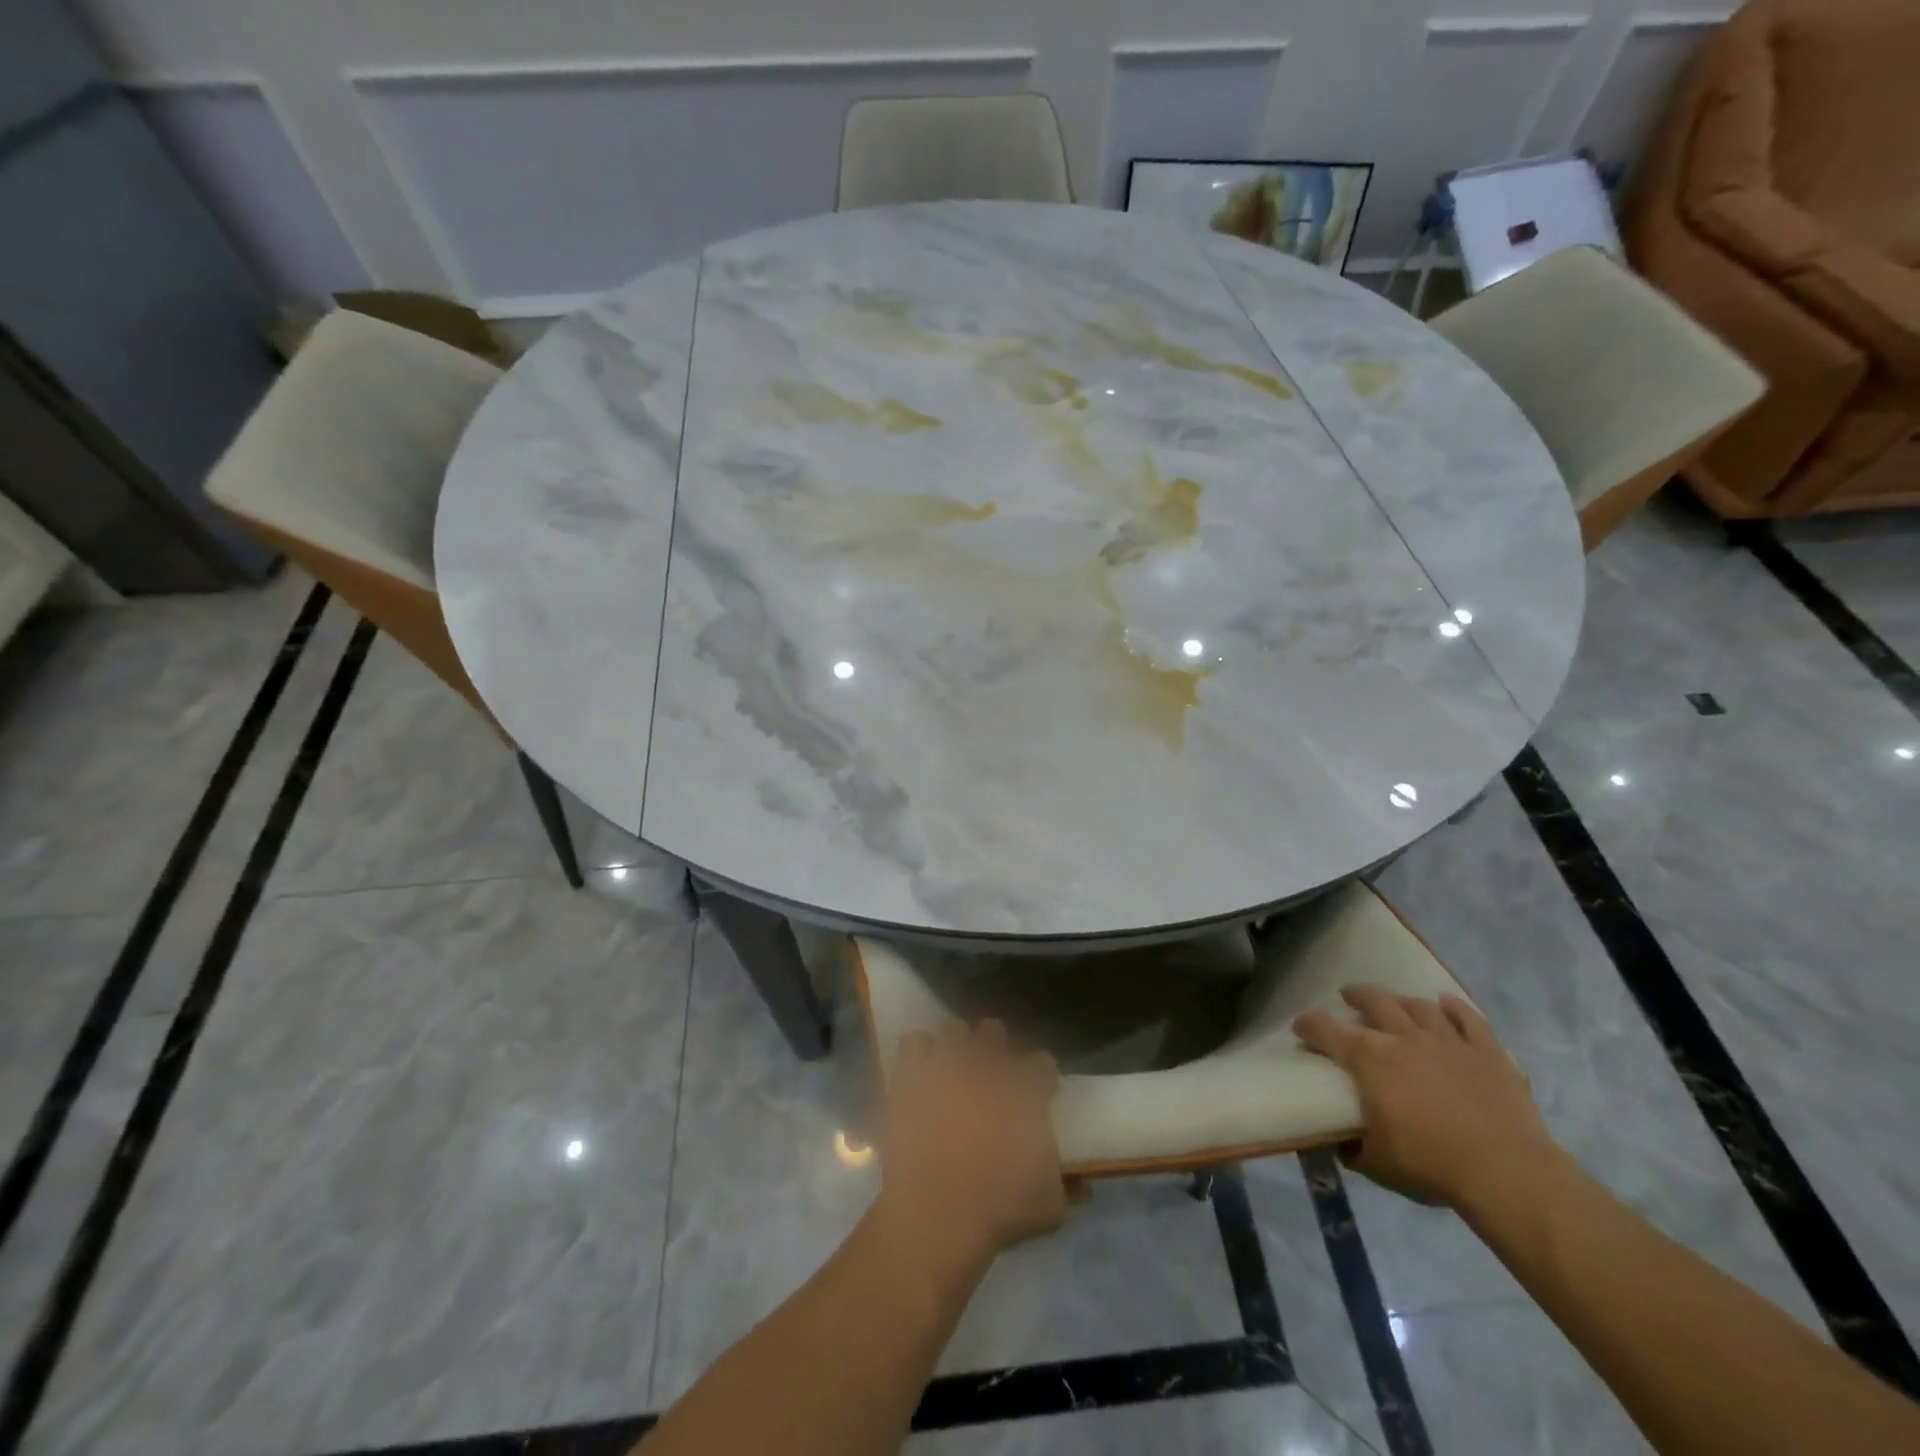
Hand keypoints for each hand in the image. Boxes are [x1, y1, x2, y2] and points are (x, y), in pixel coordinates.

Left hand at [877, 1020, 1066, 1266]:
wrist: (937, 1213)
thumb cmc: (1000, 1209)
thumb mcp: (1049, 1207)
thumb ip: (1068, 1189)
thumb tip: (1085, 1186)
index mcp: (1025, 1089)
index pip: (1043, 1062)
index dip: (1041, 1076)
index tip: (1040, 1091)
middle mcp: (987, 1066)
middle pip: (993, 1031)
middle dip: (994, 1047)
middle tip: (991, 1075)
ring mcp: (947, 1065)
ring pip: (953, 1030)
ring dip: (955, 1046)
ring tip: (953, 1067)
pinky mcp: (911, 1075)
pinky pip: (913, 1044)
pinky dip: (918, 1053)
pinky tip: (920, 1070)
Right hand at [1294, 987, 1565, 1212]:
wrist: (1506, 1173)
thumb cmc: (1432, 1165)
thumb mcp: (1377, 1164)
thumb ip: (1353, 1148)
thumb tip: (1339, 1142)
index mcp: (1368, 1059)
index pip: (1326, 1030)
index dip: (1308, 1025)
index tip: (1301, 1028)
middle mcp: (1403, 1037)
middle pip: (1375, 1001)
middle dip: (1357, 995)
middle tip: (1348, 996)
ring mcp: (1448, 1041)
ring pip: (1418, 1005)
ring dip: (1402, 1000)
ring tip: (1395, 1002)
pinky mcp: (1487, 1052)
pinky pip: (1469, 1019)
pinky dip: (1456, 1007)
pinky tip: (1447, 1002)